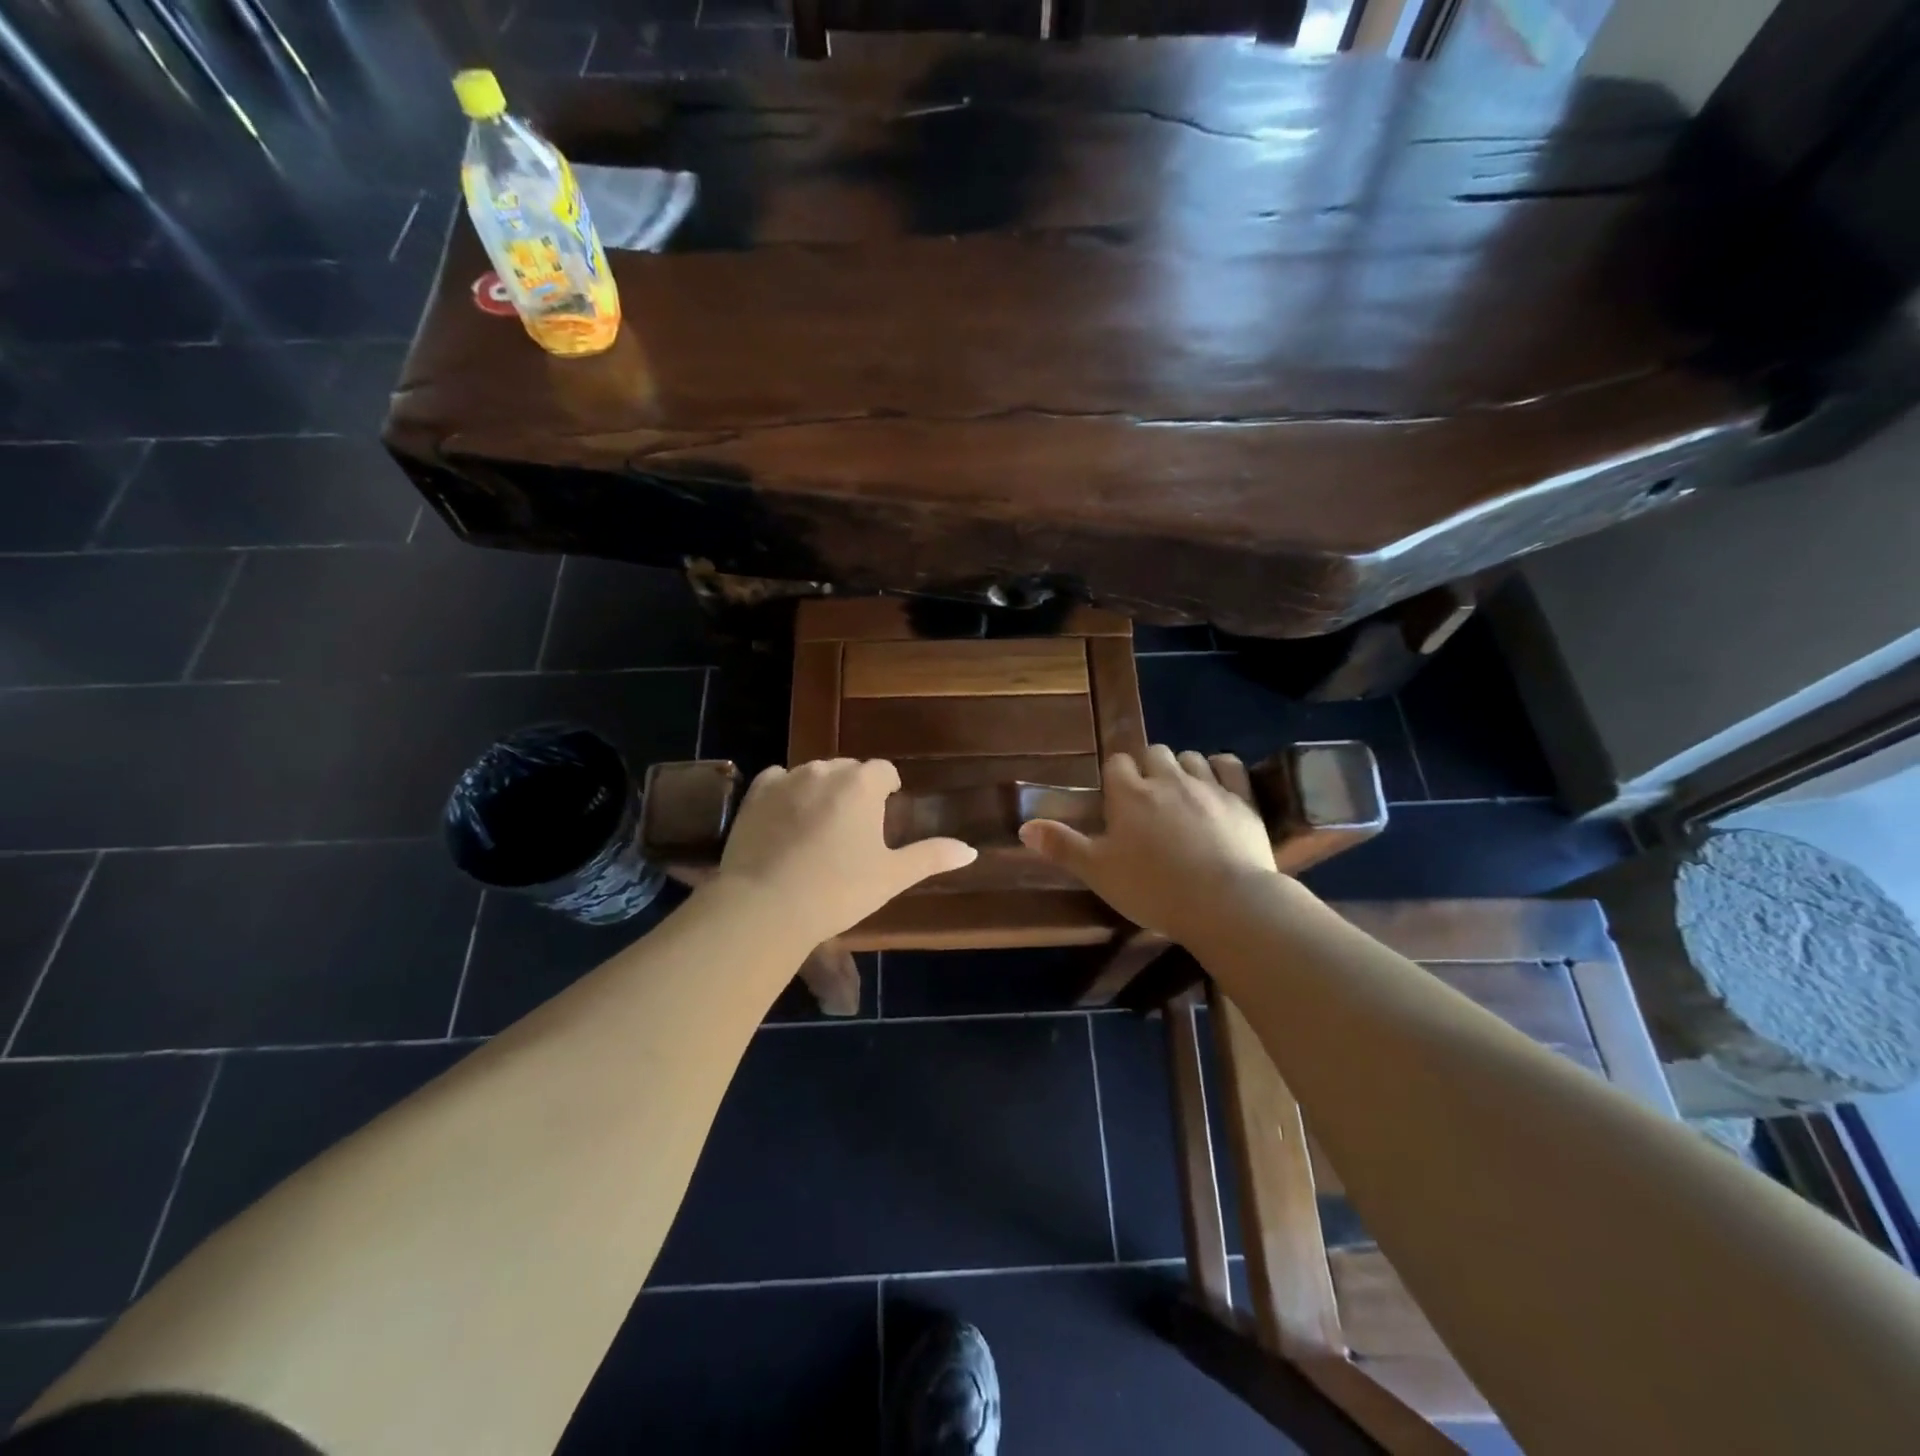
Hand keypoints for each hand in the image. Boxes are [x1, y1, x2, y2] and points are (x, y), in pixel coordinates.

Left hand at [715, 759, 975, 944]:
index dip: (888, 789)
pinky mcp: (755, 794)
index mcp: (862, 784)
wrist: (766, 906)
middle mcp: (824, 771)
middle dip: (854, 790)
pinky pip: (777, 781)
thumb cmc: (838, 890)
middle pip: (848, 770)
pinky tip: (785, 821)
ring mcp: (786, 779)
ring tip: (819, 828)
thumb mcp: (891, 876)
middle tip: (853, 828)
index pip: (883, 771)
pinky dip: (785, 794)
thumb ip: (931, 857)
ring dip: (820, 791)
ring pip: (812, 774)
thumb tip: (971, 850)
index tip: (885, 812)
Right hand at [1019, 745, 1283, 944]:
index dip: (1115, 778)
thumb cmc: (1153, 889)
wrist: (1225, 904)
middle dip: (1148, 769)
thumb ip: (1062, 846)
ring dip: (1182, 769)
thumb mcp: (1098, 872)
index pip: (1116, 764)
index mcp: (1129, 795)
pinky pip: (1228, 765)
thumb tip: (1024, 826)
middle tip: (1148, 802)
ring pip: (1190, 758)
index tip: (1116, 801)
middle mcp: (1167, 780)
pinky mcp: (1242, 799)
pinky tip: (1216, 783)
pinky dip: (1219, 768)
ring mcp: (1207, 786)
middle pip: (1153, 754)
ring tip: (1181, 795)